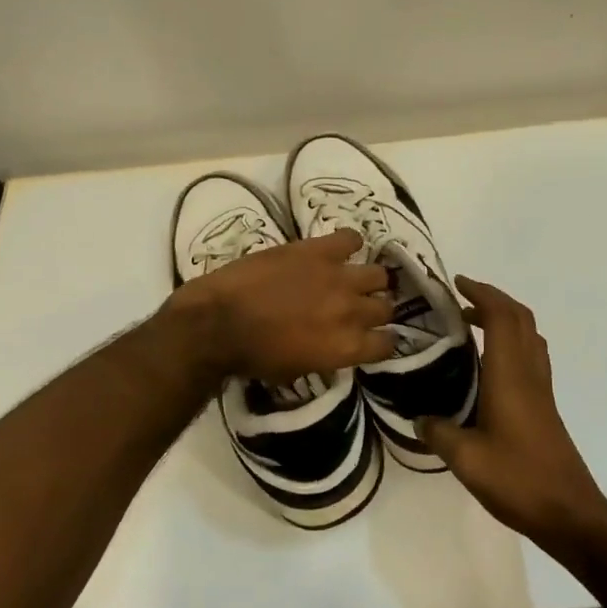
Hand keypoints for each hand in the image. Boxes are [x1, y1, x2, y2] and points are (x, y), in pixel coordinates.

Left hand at [163, 228, 394, 384]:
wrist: (218, 322)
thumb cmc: (252, 356)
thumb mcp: (297, 369)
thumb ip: (327, 355)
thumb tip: (335, 344)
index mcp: (346, 347)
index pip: (388, 343)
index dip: (383, 340)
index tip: (373, 336)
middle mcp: (352, 311)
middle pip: (386, 307)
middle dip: (375, 309)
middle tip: (357, 307)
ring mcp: (338, 277)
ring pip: (378, 274)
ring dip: (367, 280)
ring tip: (351, 279)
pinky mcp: (319, 249)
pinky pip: (352, 238)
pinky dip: (349, 244)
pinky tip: (338, 251)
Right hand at [416, 276, 606, 545]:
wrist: (569, 513)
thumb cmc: (518, 479)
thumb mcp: (466, 460)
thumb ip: (439, 432)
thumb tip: (419, 417)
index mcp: (510, 374)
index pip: (502, 316)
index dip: (482, 293)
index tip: (457, 283)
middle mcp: (529, 372)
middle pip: (520, 318)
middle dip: (492, 299)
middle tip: (461, 300)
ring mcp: (541, 388)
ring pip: (529, 335)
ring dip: (504, 319)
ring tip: (472, 325)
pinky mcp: (545, 405)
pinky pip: (531, 355)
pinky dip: (511, 341)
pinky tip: (491, 364)